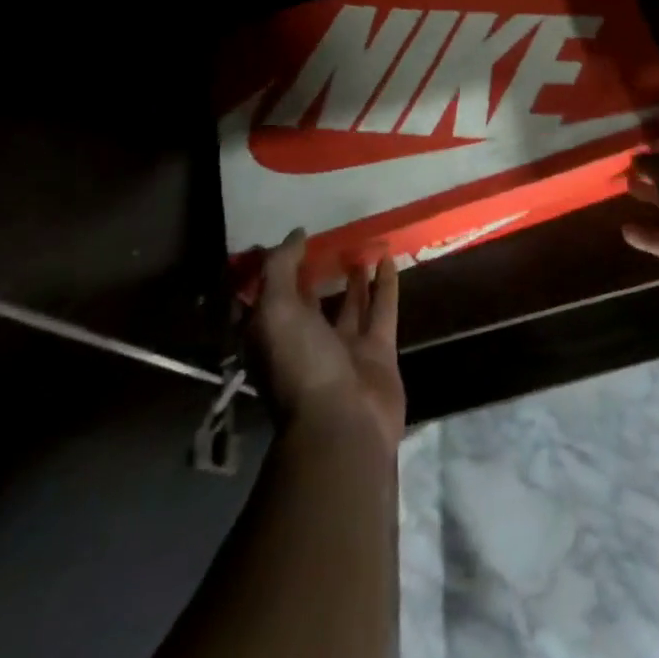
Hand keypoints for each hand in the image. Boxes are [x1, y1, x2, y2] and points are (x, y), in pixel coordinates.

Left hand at [248, 229, 405, 450]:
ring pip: (349, 303)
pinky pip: (382, 309)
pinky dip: (386, 284)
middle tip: (330, 237)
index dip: (277, 268)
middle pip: (310, 301)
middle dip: (316, 273)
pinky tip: (389, 258)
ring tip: (362, 242)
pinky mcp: (377, 351)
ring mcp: (344, 348)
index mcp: (274, 338)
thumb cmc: (300, 366)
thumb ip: (281, 269)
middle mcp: (306, 343)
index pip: (270, 296)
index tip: (290, 238)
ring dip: (354, 275)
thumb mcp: (275, 312)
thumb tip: (296, 234)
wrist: (344, 423)